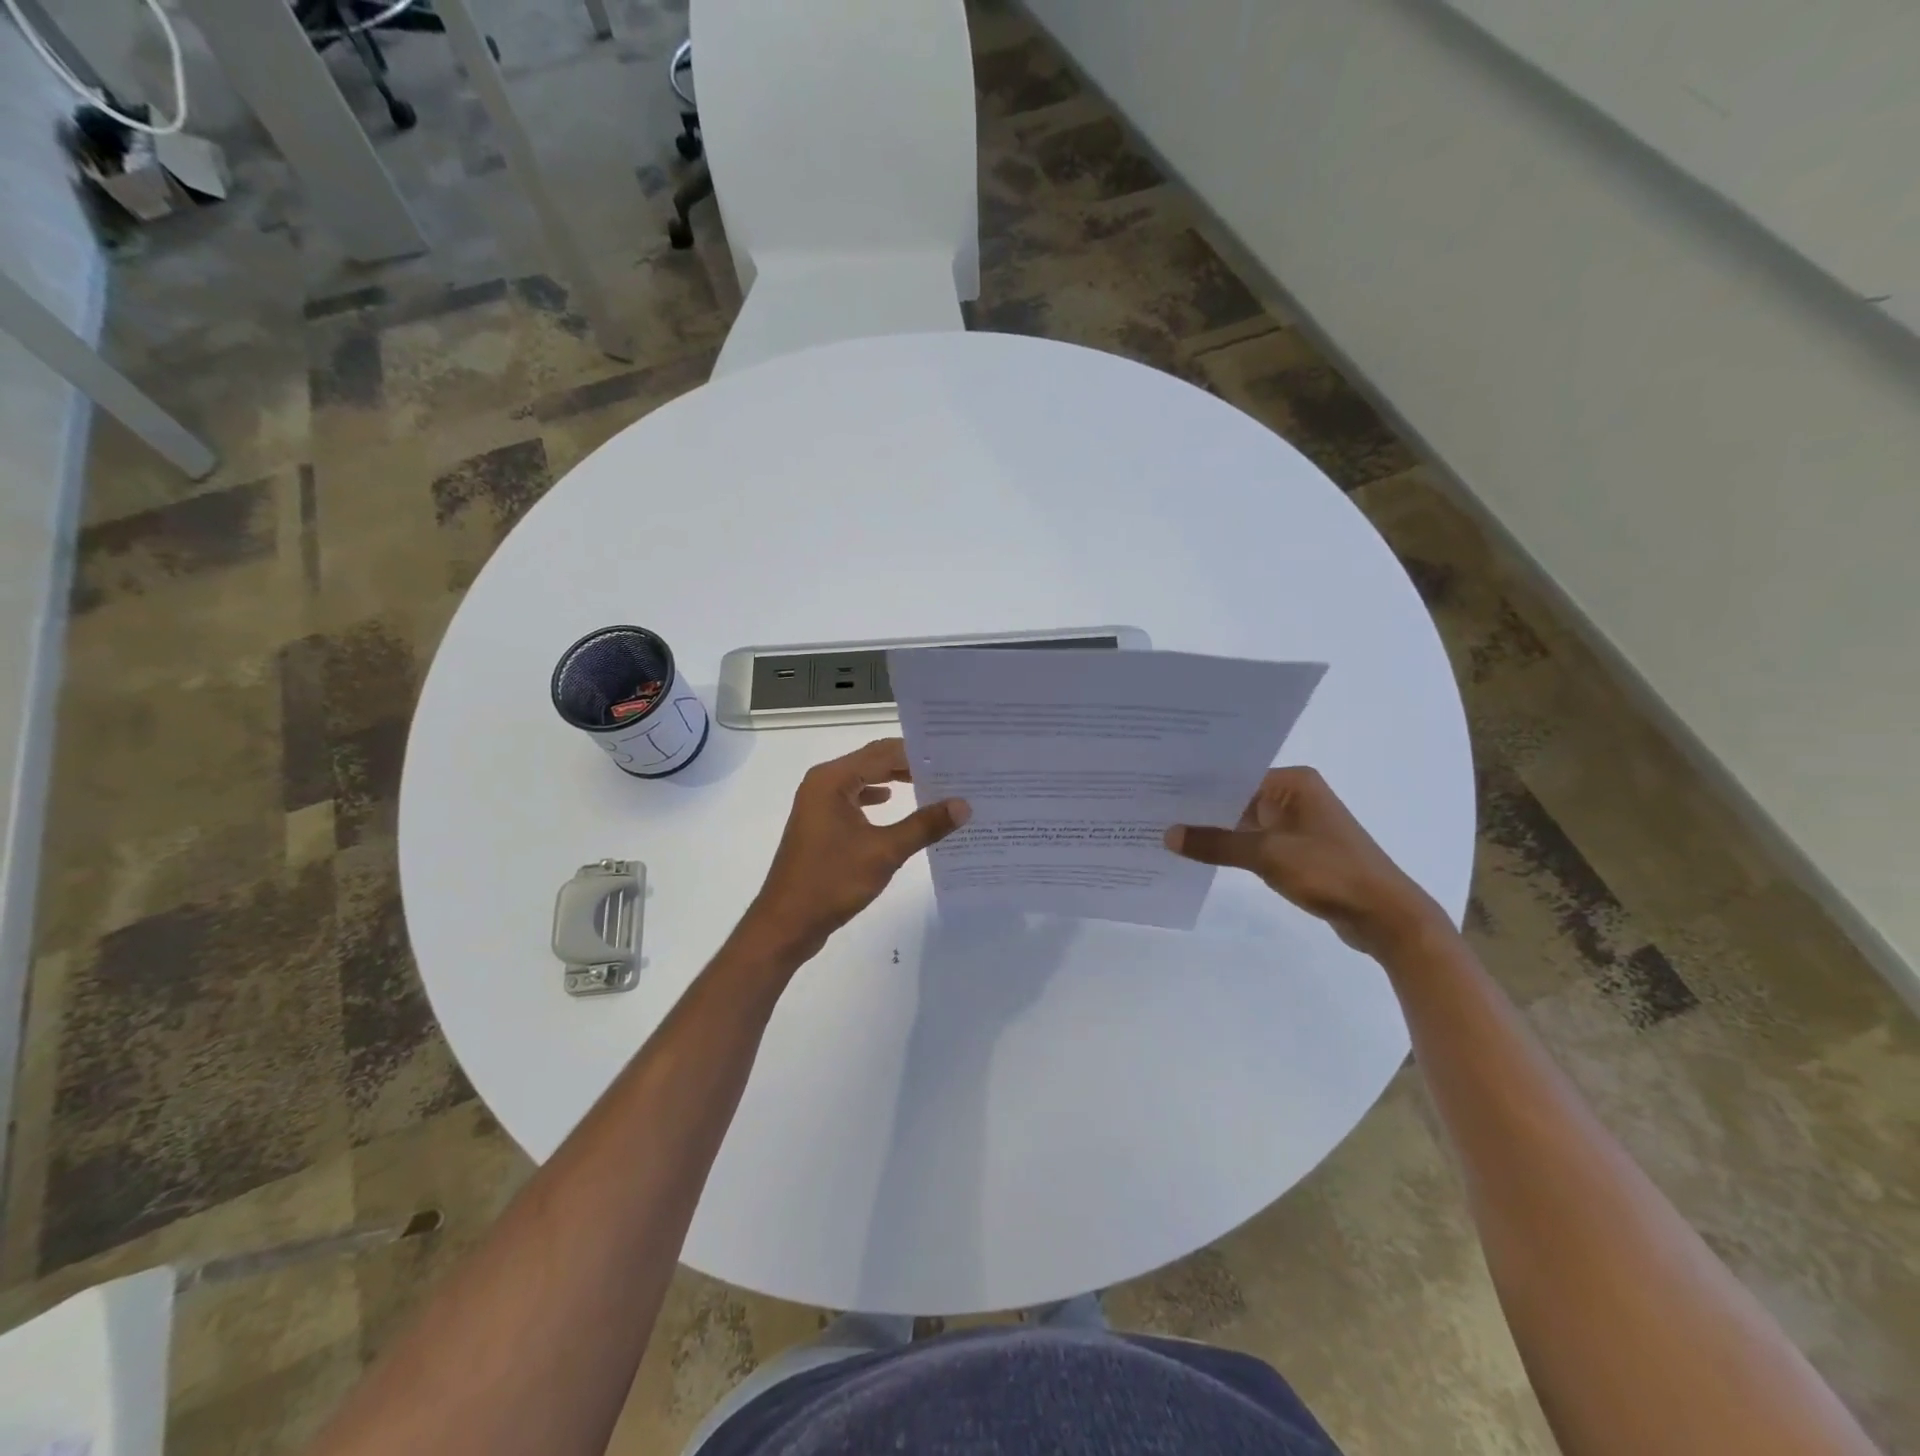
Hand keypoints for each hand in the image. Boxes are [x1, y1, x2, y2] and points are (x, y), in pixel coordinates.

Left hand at [740, 738, 969, 960]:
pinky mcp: (821, 823)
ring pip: (863, 779)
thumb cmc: (831, 881)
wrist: (786, 923)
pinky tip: (896, 804)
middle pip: (873, 761)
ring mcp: (819, 803)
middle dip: (909, 764)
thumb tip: (963, 805)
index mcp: (832, 779)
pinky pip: (854, 799)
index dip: (918, 753)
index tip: (954, 757)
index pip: (883, 753)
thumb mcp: (884, 852)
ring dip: (894, 780)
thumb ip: (924, 825)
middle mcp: (823, 783)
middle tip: (950, 768)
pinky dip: (877, 798)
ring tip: (933, 784)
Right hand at [1165, 767, 1445, 957]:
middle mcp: (1294, 796)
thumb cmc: (1330, 872)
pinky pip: (1254, 842)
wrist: (1385, 916)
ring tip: (1166, 831)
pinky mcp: (1297, 850)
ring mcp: (1296, 824)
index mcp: (1293, 782)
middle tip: (1150, 809)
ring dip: (1214, 830)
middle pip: (1236, 797)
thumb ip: (1216, 844)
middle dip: (1199, 808)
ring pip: (1243, 821)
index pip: (1233, 775)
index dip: (1196, 784)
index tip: (1156, 788)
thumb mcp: (1267, 855)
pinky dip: (1231, 848)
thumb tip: (1168, 835)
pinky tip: (1199, 854)